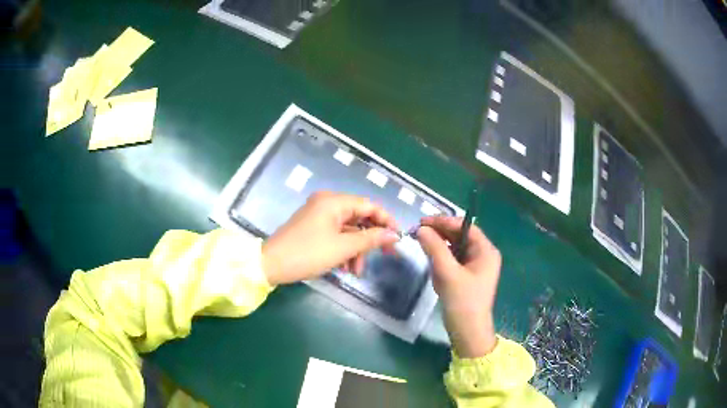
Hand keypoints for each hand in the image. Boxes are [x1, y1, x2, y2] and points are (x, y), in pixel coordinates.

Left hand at [262, 191, 399, 284]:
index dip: (386, 221)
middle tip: (384, 256)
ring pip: (348, 230)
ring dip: (356, 250)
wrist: (271, 264)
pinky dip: (343, 250)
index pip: (369, 205)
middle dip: (370, 240)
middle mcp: (327, 203)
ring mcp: (319, 215)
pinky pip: (336, 235)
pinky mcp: (313, 227)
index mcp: (334, 201)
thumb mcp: (343, 248)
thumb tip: (394, 234)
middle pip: (359, 218)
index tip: (398, 238)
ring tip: (356, 271)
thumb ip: (371, 239)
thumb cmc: (308, 253)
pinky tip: (344, 268)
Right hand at [417, 216, 500, 357]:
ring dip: (440, 245)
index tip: (423, 222)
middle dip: (441, 233)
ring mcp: (476, 266)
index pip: (466, 227)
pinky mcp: (468, 276)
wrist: (468, 332)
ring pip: (456, 248)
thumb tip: (421, 229)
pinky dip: (442, 258)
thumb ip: (435, 248)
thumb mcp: (448, 273)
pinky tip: (432, 261)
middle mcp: (484, 255)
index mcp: (486, 251)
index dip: (445, 221)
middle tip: (419, 232)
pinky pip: (454, 260)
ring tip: (422, 244)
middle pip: (461, 236)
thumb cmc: (463, 301)